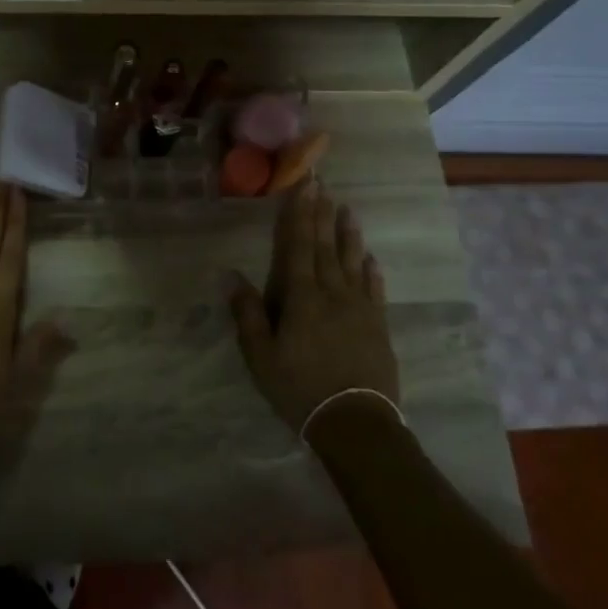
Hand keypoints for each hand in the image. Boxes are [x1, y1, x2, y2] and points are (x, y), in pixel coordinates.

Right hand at [225, 178, 400, 433]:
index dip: (298, 216)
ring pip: (352, 262)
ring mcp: (359, 308)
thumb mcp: (261, 356)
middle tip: (323, 186)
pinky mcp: (378, 326)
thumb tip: (229, 274)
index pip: (297, 247)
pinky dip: (372, 271)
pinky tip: (371, 258)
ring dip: (348, 235)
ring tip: (348, 210)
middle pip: (324, 247)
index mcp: (301, 297)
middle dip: (321, 215)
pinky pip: (375, 290)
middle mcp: (332, 293)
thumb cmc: (300, 388)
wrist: (356, 423)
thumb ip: (247, 313)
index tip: (303, 187)